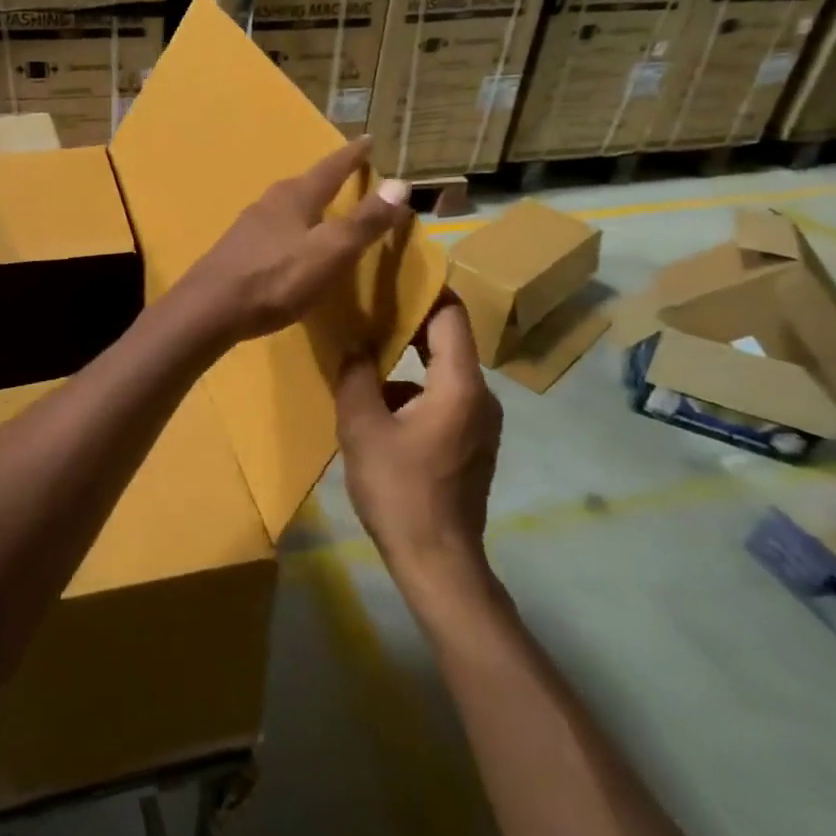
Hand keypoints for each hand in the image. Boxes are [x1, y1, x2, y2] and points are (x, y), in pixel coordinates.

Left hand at [179, 137, 413, 344]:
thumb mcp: (330, 252)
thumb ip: (365, 221)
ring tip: (321, 209)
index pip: (331, 168)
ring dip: (306, 204)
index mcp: (295, 197)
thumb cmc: (276, 279)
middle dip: (327, 179)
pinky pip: (272, 229)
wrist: (209, 309)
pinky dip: (290, 228)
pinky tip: (289, 244)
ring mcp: (248, 225)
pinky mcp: (236, 249)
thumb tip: (401, 183)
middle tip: (346, 174)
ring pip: (286, 206)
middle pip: (304, 184)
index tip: (367, 139)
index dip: (352, 155)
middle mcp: (269, 202)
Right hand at [336, 295, 502, 588]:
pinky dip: (415, 395)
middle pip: (449, 343)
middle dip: (410, 325)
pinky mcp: (473, 444)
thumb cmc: (399, 490)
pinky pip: (445, 401)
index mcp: (459, 386)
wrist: (437, 561)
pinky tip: (380, 413)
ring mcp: (482, 423)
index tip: (393, 275)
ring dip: (407, 366)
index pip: (451, 317)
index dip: (426, 291)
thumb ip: (356, 376)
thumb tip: (354, 345)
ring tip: (364, 365)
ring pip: (443, 375)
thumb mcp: (362, 427)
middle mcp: (481, 397)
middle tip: (369, 310)